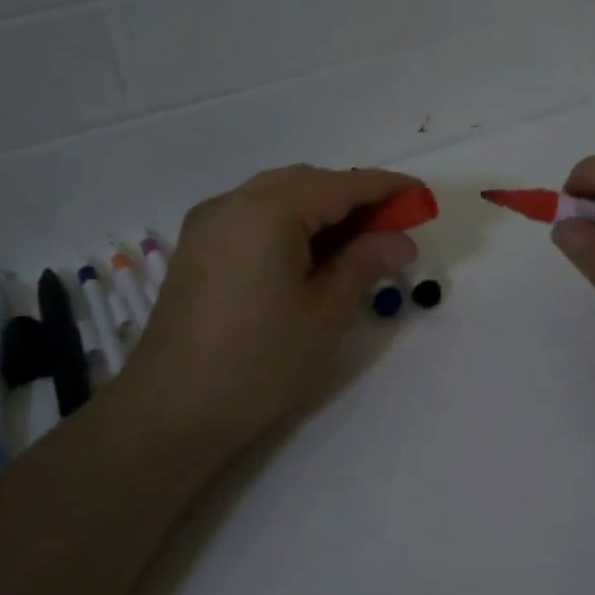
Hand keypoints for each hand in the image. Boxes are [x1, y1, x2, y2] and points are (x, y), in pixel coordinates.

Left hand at [118, 165, 419, 448]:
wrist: (170, 411)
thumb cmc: (259, 362)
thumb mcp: (324, 313)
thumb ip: (363, 263)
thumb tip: (400, 240)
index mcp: (268, 210)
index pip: (341, 185)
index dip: (387, 189)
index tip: (424, 198)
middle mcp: (234, 202)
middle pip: (307, 183)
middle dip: (353, 198)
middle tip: (392, 228)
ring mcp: (209, 223)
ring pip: (278, 197)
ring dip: (321, 210)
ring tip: (357, 244)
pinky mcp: (197, 248)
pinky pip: (253, 217)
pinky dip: (289, 224)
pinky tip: (309, 255)